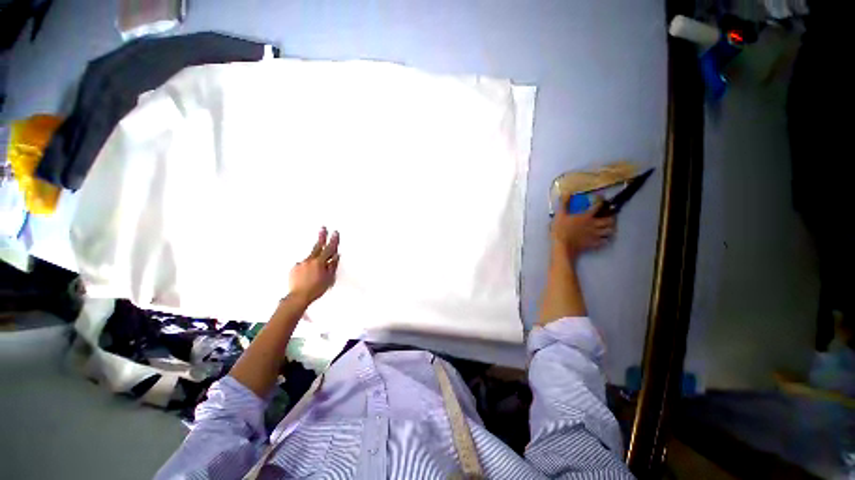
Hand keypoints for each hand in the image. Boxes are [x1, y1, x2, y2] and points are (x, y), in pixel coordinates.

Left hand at [289, 227, 339, 303]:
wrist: (298, 297)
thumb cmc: (316, 289)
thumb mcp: (329, 278)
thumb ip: (332, 265)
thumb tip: (336, 256)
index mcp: (319, 262)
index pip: (329, 249)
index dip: (333, 240)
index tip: (335, 233)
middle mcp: (309, 260)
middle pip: (317, 246)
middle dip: (321, 237)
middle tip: (323, 228)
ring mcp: (301, 263)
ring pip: (311, 257)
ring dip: (315, 259)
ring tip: (316, 271)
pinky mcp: (294, 268)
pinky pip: (304, 264)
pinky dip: (307, 267)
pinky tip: (308, 275)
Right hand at [550, 196, 615, 258]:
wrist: (562, 246)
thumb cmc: (560, 229)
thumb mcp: (559, 215)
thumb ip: (564, 203)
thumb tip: (567, 192)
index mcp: (586, 216)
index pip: (597, 206)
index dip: (601, 202)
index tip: (602, 200)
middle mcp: (594, 224)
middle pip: (609, 220)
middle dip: (611, 218)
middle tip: (610, 216)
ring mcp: (595, 235)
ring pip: (609, 231)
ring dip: (610, 228)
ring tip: (609, 227)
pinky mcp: (594, 243)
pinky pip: (605, 241)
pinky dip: (606, 239)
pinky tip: (603, 238)